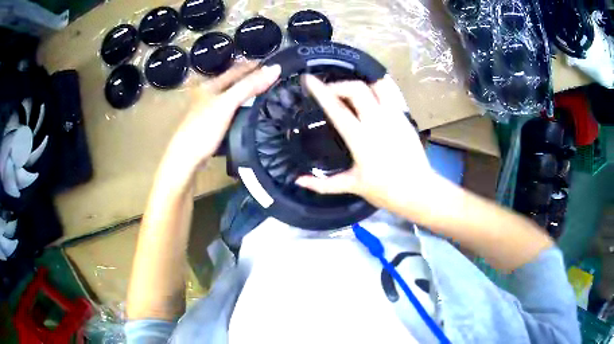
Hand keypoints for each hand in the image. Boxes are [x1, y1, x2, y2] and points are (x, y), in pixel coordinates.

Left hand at [161, 62, 280, 182]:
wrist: (186, 159)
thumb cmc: (204, 128)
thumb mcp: (227, 103)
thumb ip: (249, 86)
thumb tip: (276, 68)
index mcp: (210, 85)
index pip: (236, 70)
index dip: (253, 65)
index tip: (273, 64)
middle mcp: (207, 95)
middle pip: (232, 82)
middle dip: (250, 77)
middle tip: (271, 77)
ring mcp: (207, 111)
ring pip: (230, 96)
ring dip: (245, 93)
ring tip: (264, 93)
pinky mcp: (209, 126)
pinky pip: (229, 110)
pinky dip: (240, 108)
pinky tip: (248, 112)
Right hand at [296, 75, 445, 219]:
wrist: (418, 190)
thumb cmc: (385, 190)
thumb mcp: (352, 186)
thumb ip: (323, 184)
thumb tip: (298, 181)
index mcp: (360, 139)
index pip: (336, 108)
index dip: (320, 91)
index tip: (309, 79)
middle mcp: (377, 122)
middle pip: (357, 88)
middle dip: (339, 85)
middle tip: (331, 93)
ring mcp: (394, 116)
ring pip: (377, 85)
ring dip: (361, 83)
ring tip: (352, 91)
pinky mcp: (405, 117)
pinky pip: (390, 93)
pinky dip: (377, 88)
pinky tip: (371, 95)